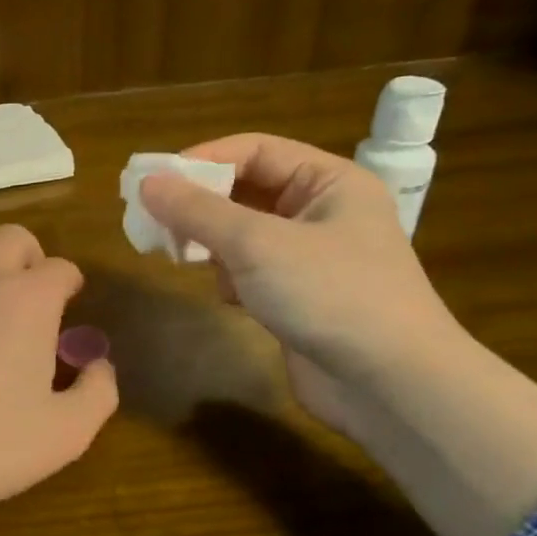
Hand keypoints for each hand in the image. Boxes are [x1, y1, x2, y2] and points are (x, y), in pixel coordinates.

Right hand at [138, 134, 462, 434]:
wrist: (389, 385)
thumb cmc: (330, 294)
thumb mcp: (257, 244)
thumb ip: (197, 211)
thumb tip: (146, 182)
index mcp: (329, 181)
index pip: (254, 150)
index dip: (202, 160)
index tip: (153, 182)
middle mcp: (323, 212)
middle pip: (245, 191)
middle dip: (201, 206)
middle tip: (154, 221)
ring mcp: (312, 257)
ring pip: (243, 234)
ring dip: (212, 244)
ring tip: (182, 258)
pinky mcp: (300, 296)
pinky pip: (250, 271)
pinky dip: (231, 278)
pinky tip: (229, 297)